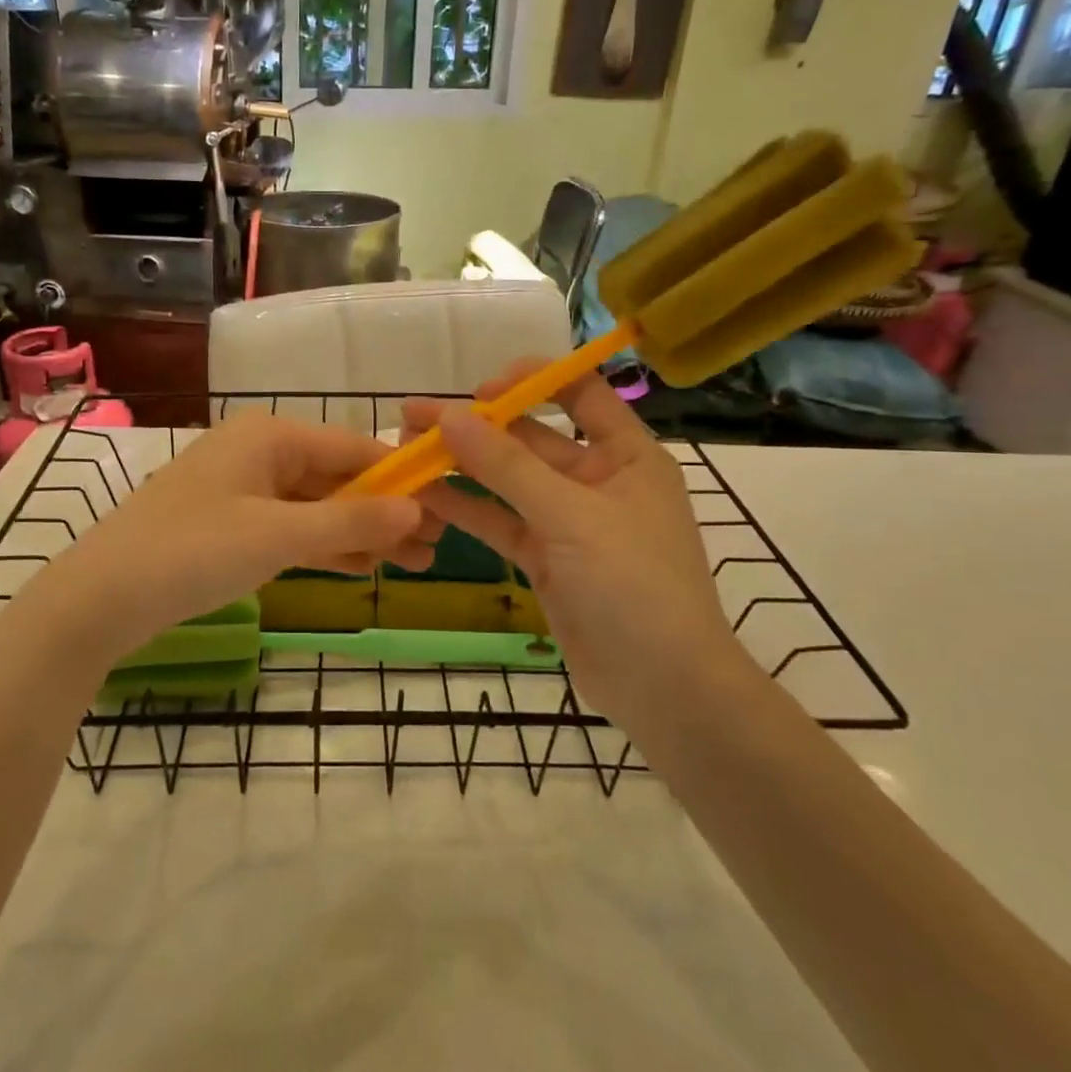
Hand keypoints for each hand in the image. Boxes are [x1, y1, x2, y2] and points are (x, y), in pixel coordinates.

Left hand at [29, 412, 437, 668]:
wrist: (99, 598)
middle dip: (385, 512)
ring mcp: (244, 490)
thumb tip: (417, 510)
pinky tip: (362, 567)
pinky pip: (291, 528)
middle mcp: (260, 452)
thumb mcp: (278, 536)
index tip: (446, 506)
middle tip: (437, 548)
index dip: (401, 477)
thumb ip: (350, 523)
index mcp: (271, 436)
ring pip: (317, 507)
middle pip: (338, 478)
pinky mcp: (231, 524)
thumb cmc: (192, 552)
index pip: (354, 448)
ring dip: (361, 534)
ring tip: (412, 564)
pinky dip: (324, 546)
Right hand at [402, 362, 734, 717]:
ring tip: (406, 450)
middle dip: (476, 426)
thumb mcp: (571, 517)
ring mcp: (568, 521)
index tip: (479, 390)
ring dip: (462, 466)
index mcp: (626, 454)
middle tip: (415, 415)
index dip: (530, 382)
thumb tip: (451, 415)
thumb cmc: (635, 586)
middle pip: (531, 437)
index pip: (580, 392)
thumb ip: (508, 466)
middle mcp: (597, 478)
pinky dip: (466, 509)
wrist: (664, 690)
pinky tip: (423, 496)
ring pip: (508, 482)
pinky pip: (502, 522)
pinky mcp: (546, 558)